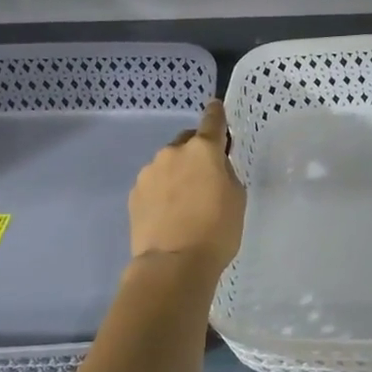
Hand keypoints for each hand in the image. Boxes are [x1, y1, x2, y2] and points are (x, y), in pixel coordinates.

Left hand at [128, 99, 245, 278]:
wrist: (173, 264)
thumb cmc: (217, 230)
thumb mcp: (236, 197)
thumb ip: (225, 172)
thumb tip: (214, 165)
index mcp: (203, 150)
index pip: (212, 120)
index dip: (216, 113)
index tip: (216, 107)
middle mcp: (173, 152)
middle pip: (187, 142)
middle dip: (196, 153)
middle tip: (206, 177)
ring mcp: (149, 172)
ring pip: (168, 164)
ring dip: (177, 174)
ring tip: (186, 202)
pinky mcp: (134, 194)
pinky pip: (154, 184)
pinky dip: (162, 191)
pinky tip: (169, 214)